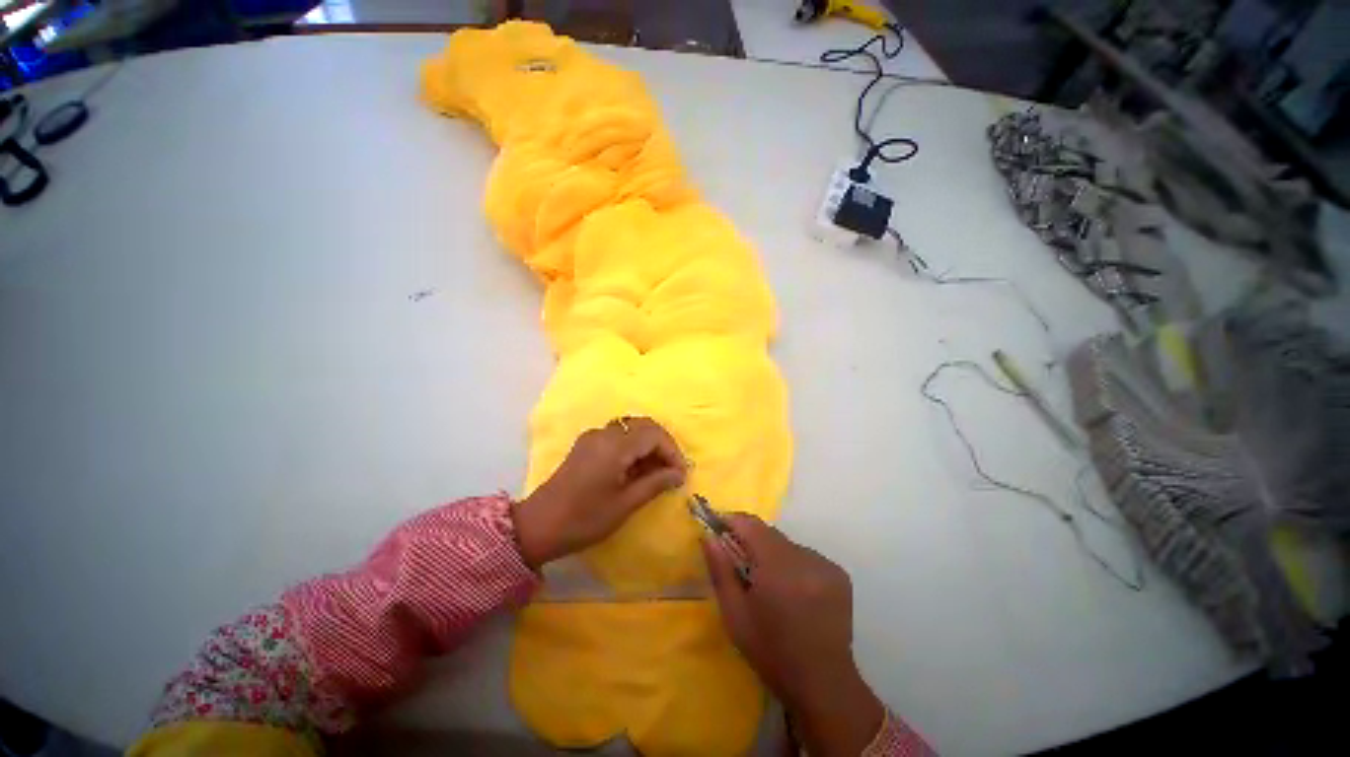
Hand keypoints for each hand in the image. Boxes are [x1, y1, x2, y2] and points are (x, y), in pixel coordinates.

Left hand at [514, 417, 685, 568]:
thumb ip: (655, 484)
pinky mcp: (587, 444)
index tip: (681, 474)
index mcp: (615, 446)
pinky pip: (618, 435)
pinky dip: (633, 446)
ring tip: (657, 471)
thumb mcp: (625, 504)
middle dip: (662, 444)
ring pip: (631, 428)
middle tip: (672, 470)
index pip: (654, 435)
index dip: (672, 451)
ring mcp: (593, 437)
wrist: (538, 525)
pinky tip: (636, 468)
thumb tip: (679, 474)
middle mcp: (604, 433)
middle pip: (643, 425)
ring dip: (648, 444)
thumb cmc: (584, 519)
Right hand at [703, 514, 884, 756]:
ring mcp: (825, 565)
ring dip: (773, 555)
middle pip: (770, 534)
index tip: (718, 527)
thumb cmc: (771, 651)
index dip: (732, 520)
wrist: (823, 683)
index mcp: (777, 568)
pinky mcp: (838, 574)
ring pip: (787, 545)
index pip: (750, 525)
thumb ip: (720, 570)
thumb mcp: (735, 614)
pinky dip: (793, 565)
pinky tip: (794, 591)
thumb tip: (708, 537)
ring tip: (770, 584)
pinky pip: (806, 557)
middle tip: (740, 562)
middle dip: (751, 541)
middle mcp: (805, 558)